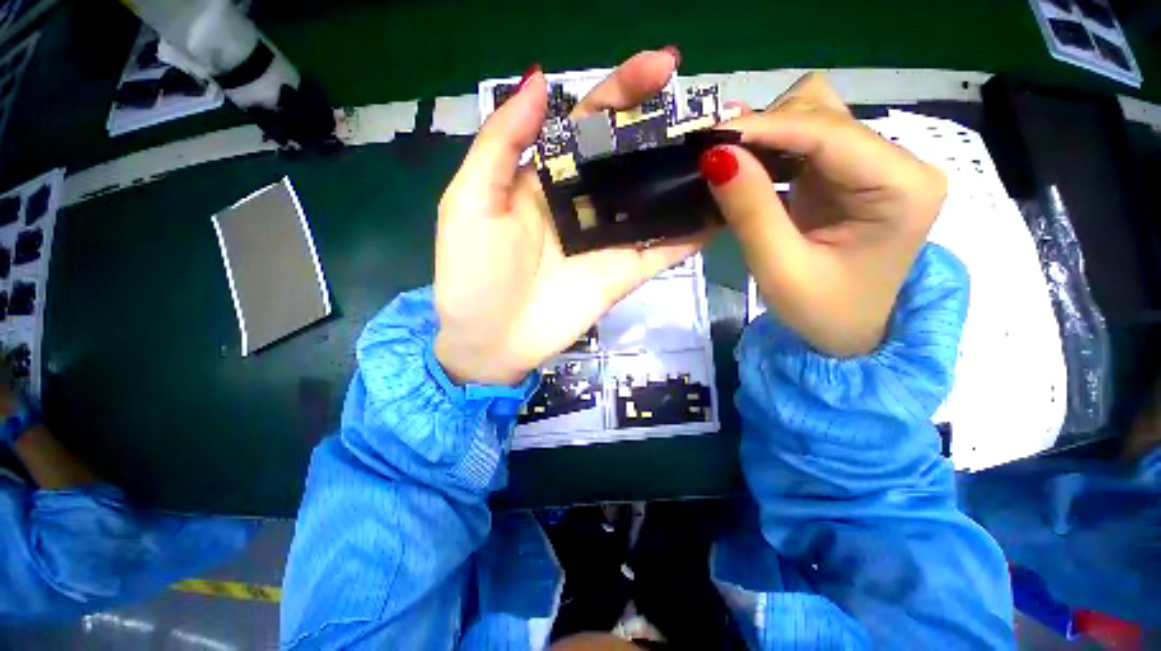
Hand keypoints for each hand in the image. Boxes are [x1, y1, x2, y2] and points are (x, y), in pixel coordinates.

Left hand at [434, 50, 711, 384]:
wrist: (490, 342)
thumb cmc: (472, 274)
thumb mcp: (471, 202)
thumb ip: (502, 143)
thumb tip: (539, 79)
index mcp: (545, 178)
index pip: (590, 122)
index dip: (624, 90)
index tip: (664, 65)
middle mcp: (582, 203)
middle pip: (632, 156)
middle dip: (672, 128)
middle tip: (719, 108)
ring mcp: (607, 240)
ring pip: (654, 200)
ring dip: (690, 176)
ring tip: (735, 150)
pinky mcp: (623, 273)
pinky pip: (662, 248)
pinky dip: (691, 232)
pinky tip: (725, 210)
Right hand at [701, 73, 946, 356]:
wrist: (849, 336)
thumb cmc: (821, 312)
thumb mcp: (779, 269)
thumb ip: (750, 210)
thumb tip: (715, 155)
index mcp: (902, 187)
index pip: (830, 133)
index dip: (766, 127)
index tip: (708, 138)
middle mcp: (899, 162)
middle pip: (825, 113)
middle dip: (766, 129)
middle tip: (715, 157)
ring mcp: (876, 165)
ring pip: (815, 118)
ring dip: (768, 135)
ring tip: (729, 163)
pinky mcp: (852, 175)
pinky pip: (808, 142)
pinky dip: (773, 149)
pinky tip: (748, 169)